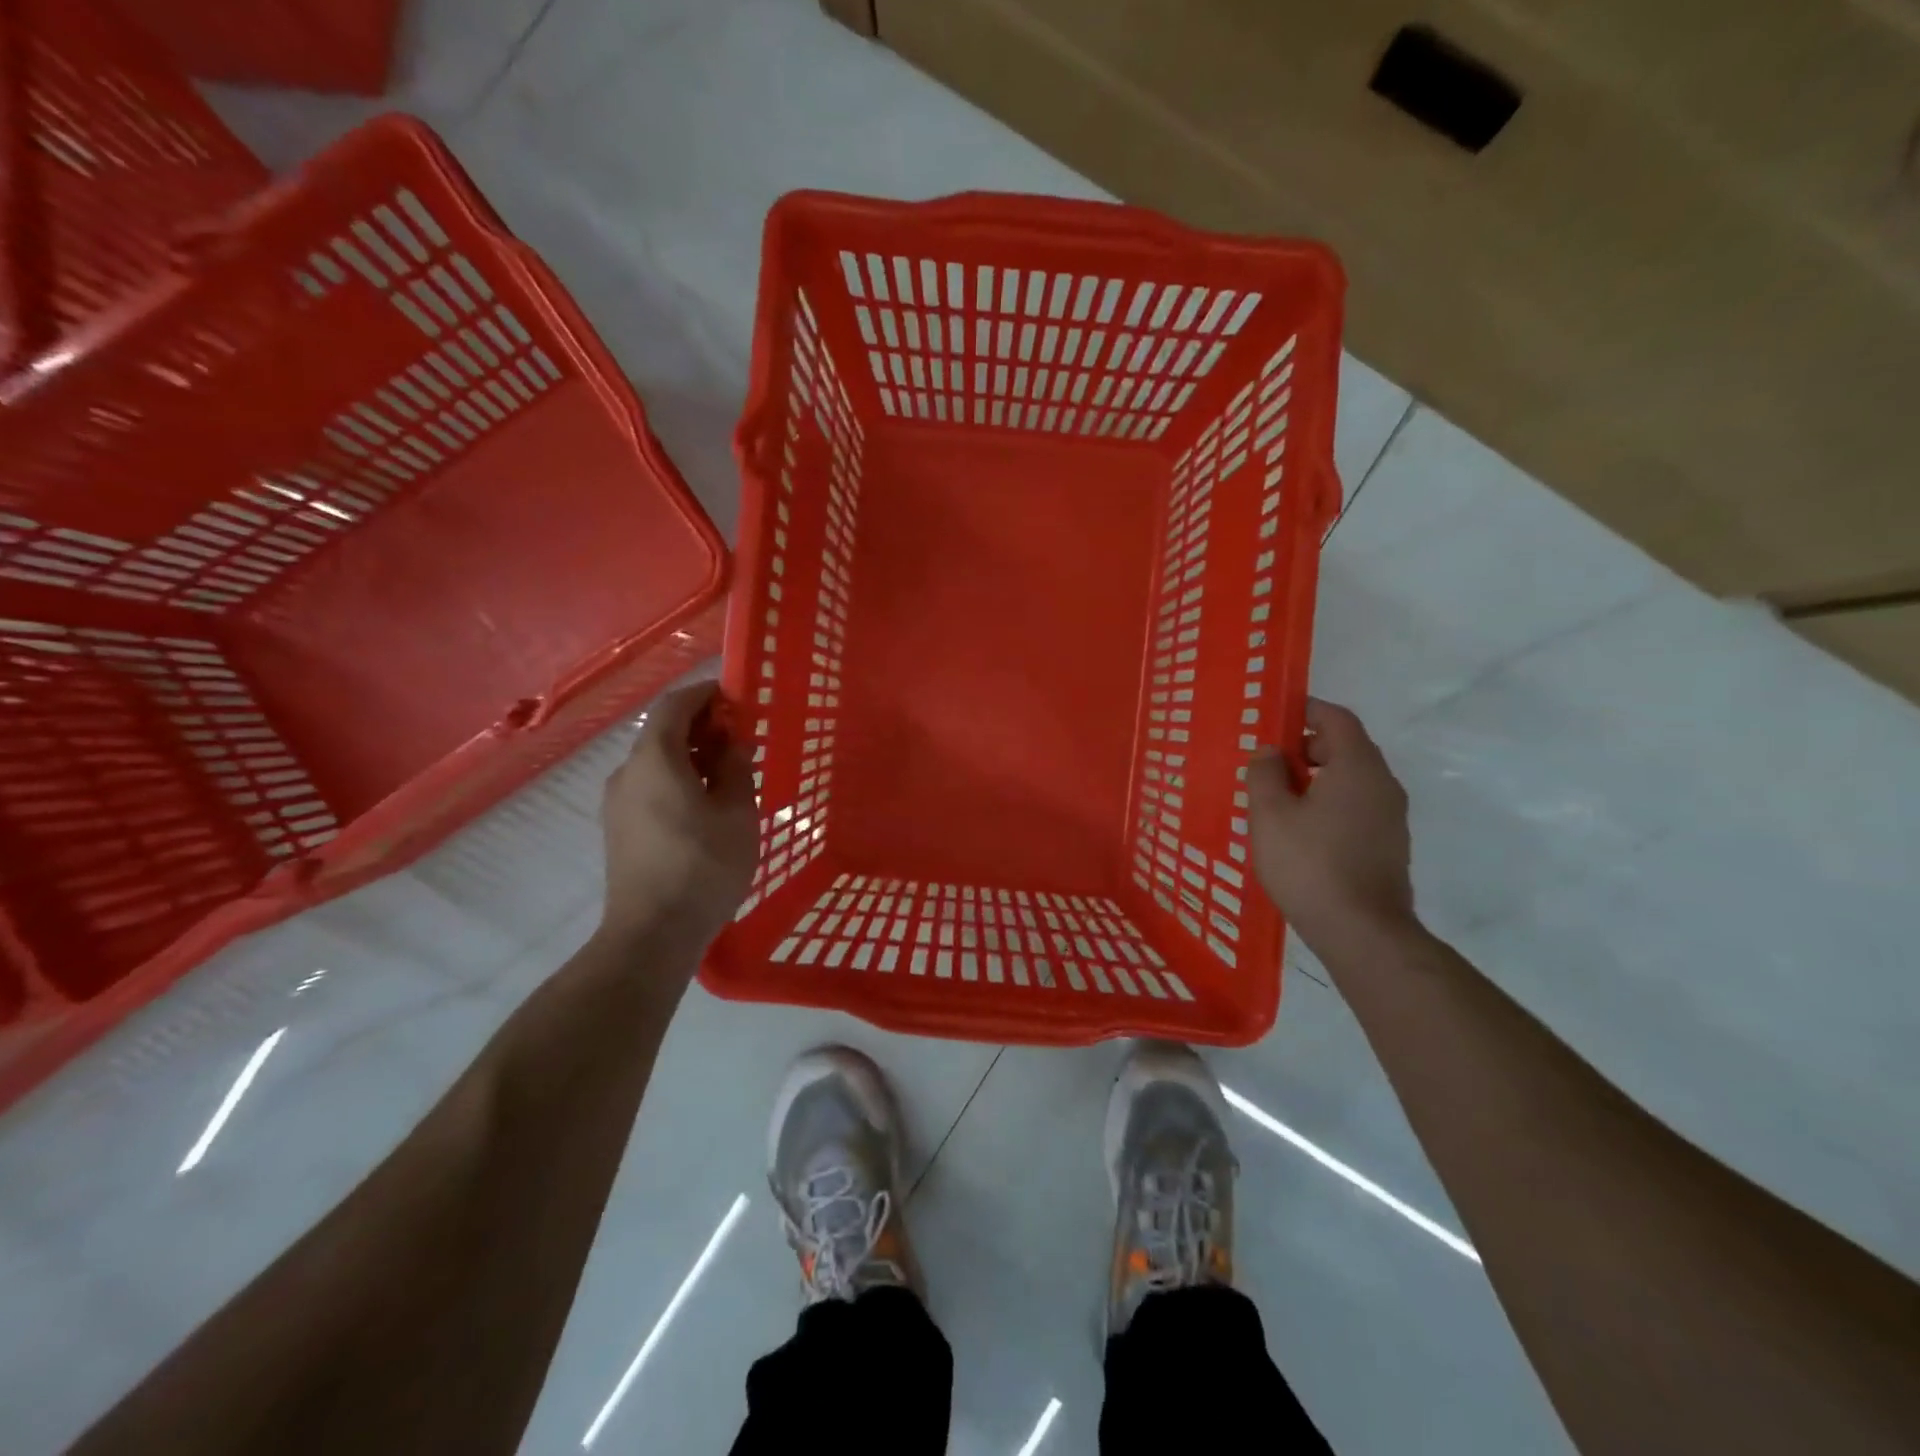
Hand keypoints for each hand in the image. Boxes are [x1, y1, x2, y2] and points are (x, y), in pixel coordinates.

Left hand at [599, 682, 758, 945]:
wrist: (651, 934)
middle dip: (701, 726)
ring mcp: (617, 802)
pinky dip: (677, 778)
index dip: (705, 694)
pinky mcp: (618, 828)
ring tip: (729, 771)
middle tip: (741, 736)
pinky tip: (705, 802)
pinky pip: (649, 786)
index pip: (674, 706)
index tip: (736, 697)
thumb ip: (736, 769)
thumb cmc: (702, 867)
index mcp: (655, 759)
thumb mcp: (737, 814)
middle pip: (662, 732)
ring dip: (690, 755)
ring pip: (655, 761)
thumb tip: (733, 743)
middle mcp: (627, 772)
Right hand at [1246, 698, 1417, 954]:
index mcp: (1357, 767)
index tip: (1274, 718)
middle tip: (1266, 764)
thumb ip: (1265, 774)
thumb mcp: (1270, 815)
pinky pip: (1355, 807)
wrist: (1362, 932)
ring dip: (1315, 779)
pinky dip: (1328, 804)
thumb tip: (1269, 752)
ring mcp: (1390, 818)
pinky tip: (1299, 832)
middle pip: (1345, 748)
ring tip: (1276, 800)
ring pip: (1350, 780)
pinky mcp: (1388, 845)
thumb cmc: (1310, 864)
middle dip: (1305, 748)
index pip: (1337, 718)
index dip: (1306, 710)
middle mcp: (1382, 785)